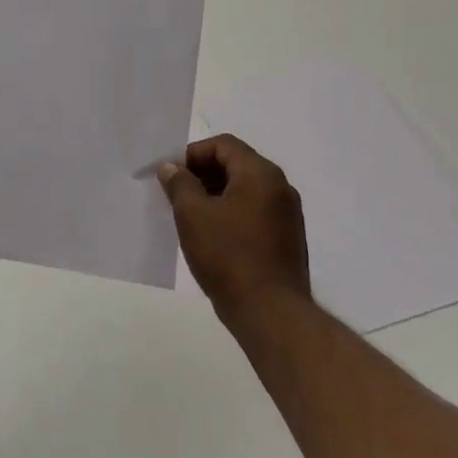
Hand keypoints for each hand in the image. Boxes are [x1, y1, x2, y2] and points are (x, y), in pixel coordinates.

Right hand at [158, 135, 310, 318]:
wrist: (271, 313)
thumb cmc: (228, 255)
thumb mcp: (192, 214)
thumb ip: (179, 183)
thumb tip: (171, 167)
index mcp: (260, 173)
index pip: (223, 145)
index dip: (192, 154)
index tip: (171, 175)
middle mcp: (280, 187)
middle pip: (236, 164)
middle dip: (202, 174)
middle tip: (175, 195)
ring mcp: (287, 215)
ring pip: (244, 190)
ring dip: (215, 195)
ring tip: (190, 217)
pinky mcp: (287, 239)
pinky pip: (254, 212)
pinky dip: (231, 214)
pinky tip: (211, 237)